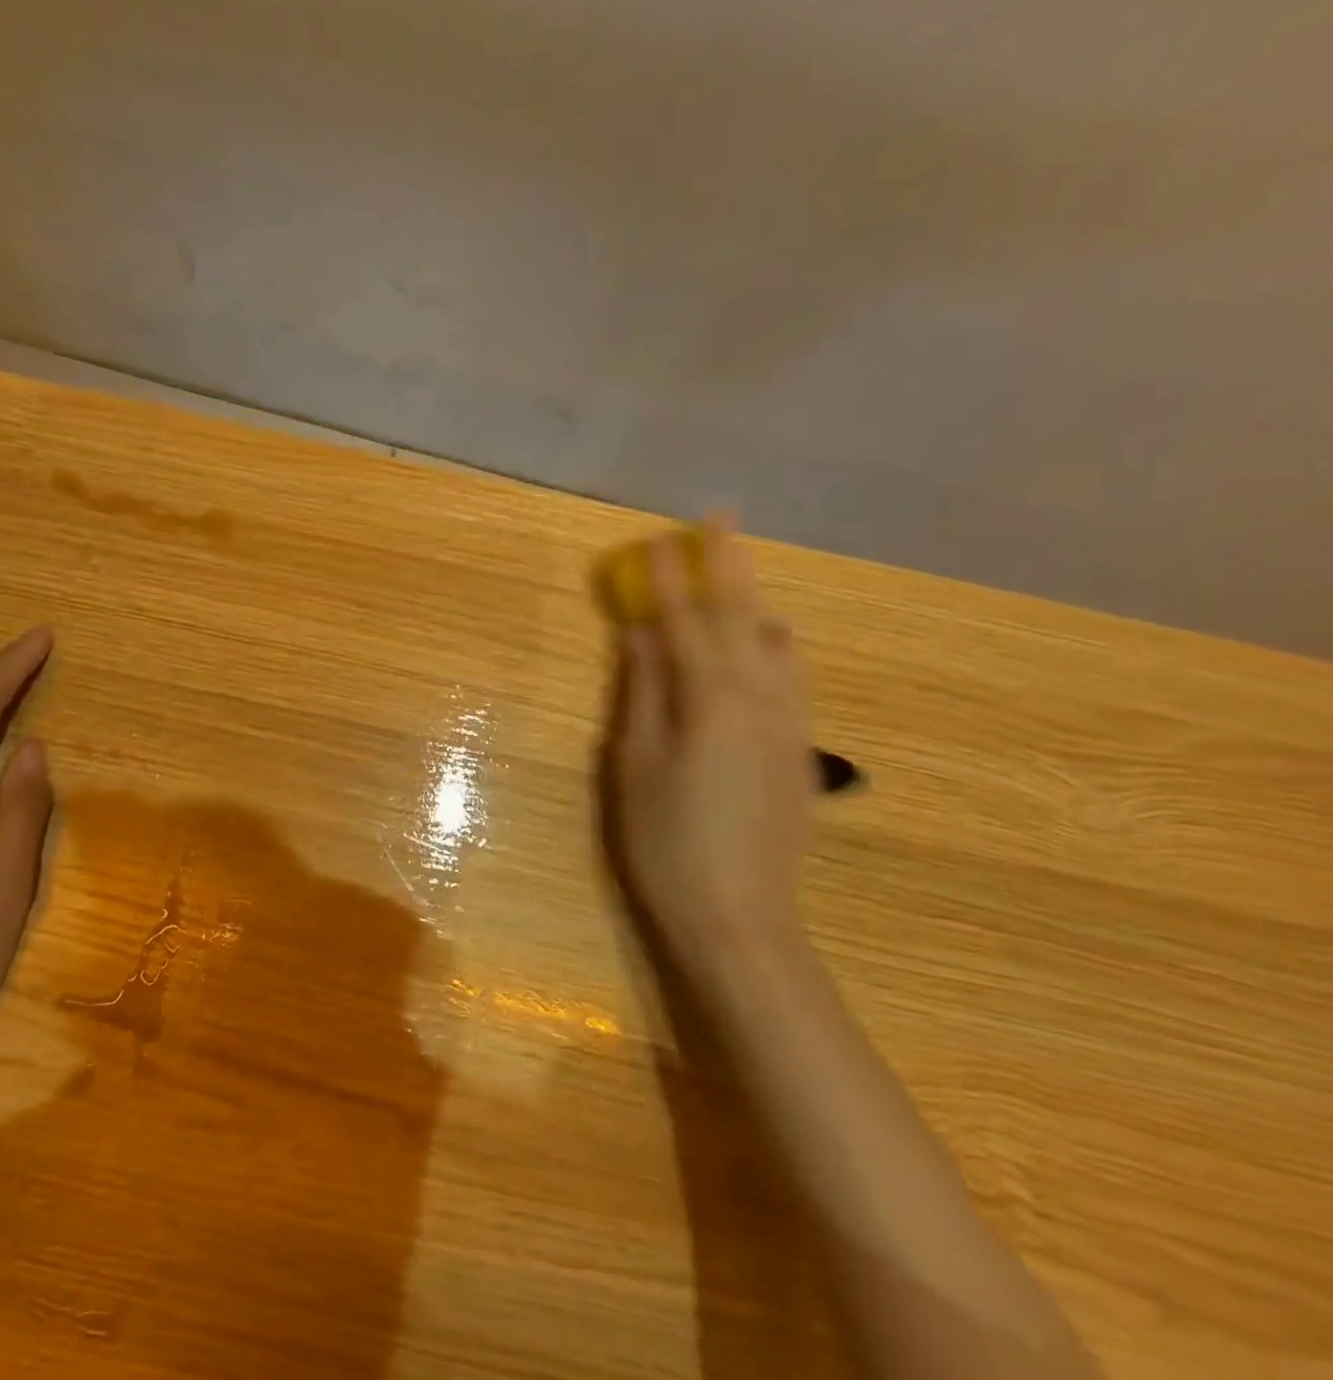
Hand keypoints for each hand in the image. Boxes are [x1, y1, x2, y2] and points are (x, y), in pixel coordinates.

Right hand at [605, 517, 812, 967]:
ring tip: (740, 576)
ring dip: (754, 601)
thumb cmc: (667, 841)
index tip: (655, 539)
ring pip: (777, 643)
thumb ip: (641, 692)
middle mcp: (759, 698)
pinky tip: (770, 644)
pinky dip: (778, 645)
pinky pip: (794, 676)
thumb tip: (638, 634)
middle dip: (727, 564)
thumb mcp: (634, 764)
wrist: (741, 916)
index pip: (684, 621)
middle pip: (741, 616)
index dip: (667, 579)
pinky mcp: (800, 750)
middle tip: (720, 517)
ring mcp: (788, 724)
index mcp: (710, 699)